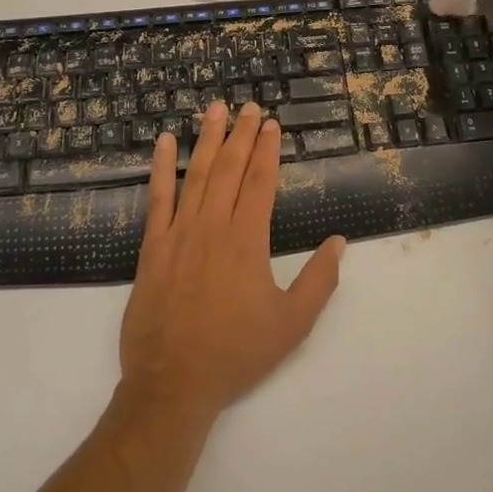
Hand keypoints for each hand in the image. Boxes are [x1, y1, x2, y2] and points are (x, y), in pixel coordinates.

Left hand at [119, 104, 345, 425]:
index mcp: (247, 241)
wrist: (172, 385)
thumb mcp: (292, 324)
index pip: (260, 182)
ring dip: (208, 139)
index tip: (272, 125)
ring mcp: (179, 233)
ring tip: (215, 110)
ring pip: (197, 175)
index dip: (267, 150)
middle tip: (249, 106)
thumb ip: (319, 281)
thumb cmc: (236, 353)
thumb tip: (339, 243)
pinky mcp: (152, 247)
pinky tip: (164, 143)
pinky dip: (161, 168)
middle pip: (230, 169)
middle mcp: (213, 227)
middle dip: (242, 134)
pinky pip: (158, 198)